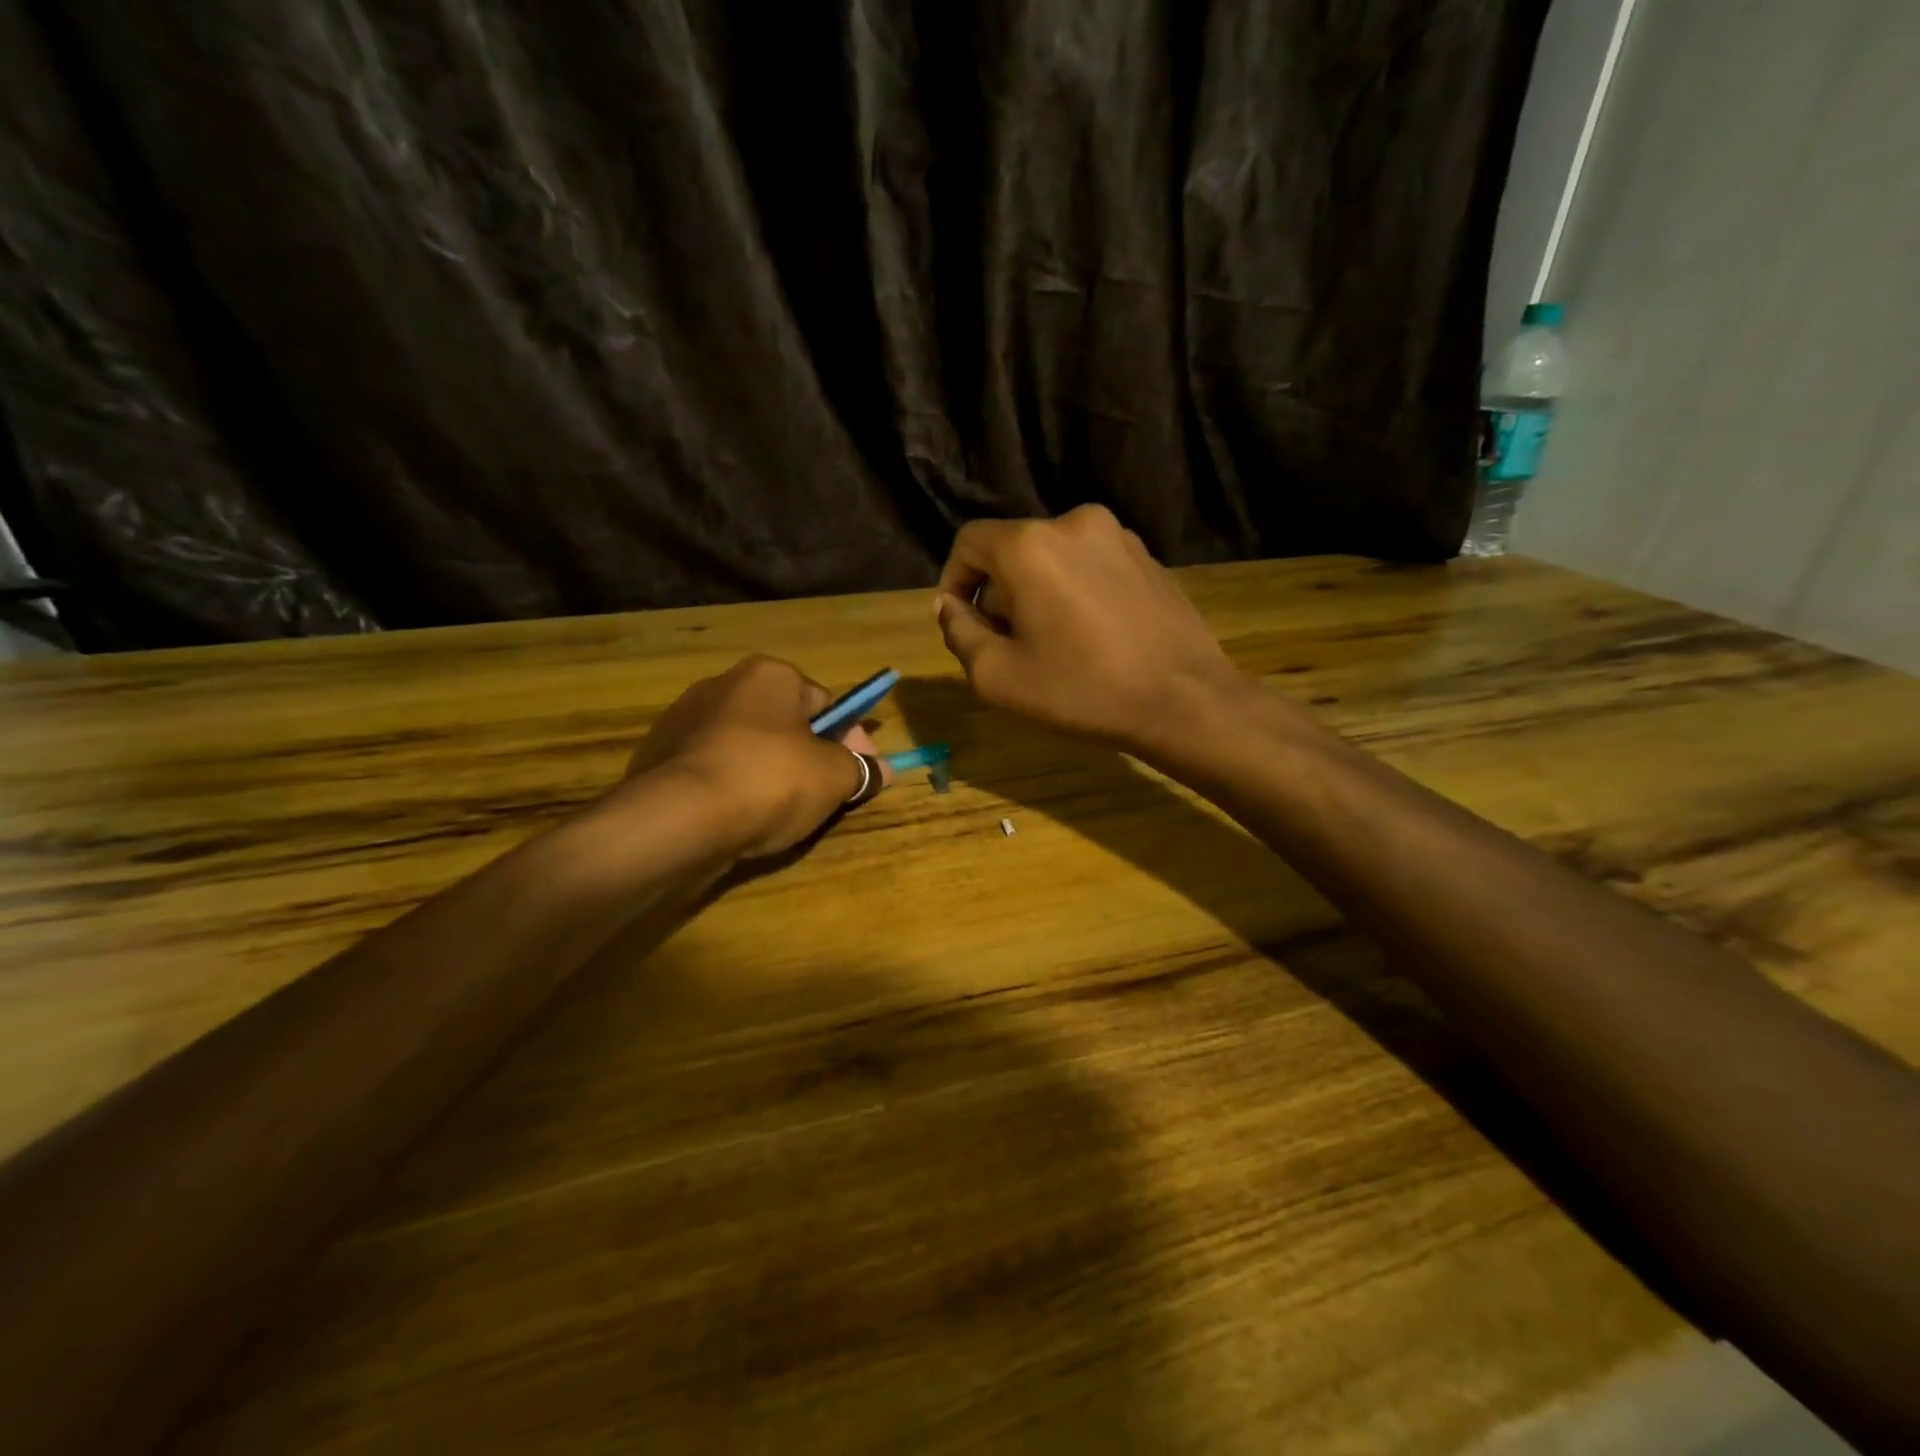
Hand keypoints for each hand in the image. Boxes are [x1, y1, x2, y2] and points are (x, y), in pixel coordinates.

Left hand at [615, 656, 888, 857]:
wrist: (677, 820)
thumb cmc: (769, 780)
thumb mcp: (833, 777)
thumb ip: (861, 770)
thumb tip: (885, 771)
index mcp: (768, 675)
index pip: (825, 702)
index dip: (849, 739)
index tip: (860, 771)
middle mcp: (723, 685)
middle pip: (784, 724)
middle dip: (808, 756)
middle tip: (825, 795)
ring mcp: (683, 721)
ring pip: (747, 748)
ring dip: (769, 773)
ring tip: (782, 814)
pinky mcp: (657, 759)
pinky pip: (713, 771)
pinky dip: (731, 789)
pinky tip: (740, 819)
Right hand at [933, 507, 1247, 758]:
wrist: (1184, 700)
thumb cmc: (1082, 691)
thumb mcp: (997, 676)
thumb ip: (959, 633)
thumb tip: (952, 607)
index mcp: (1030, 545)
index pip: (969, 543)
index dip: (954, 581)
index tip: (962, 623)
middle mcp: (1073, 523)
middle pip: (1012, 551)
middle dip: (999, 594)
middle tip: (1008, 646)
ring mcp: (1119, 536)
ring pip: (1053, 558)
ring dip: (1037, 593)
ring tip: (1052, 645)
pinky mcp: (1148, 556)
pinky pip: (1090, 566)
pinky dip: (1075, 591)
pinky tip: (1091, 637)